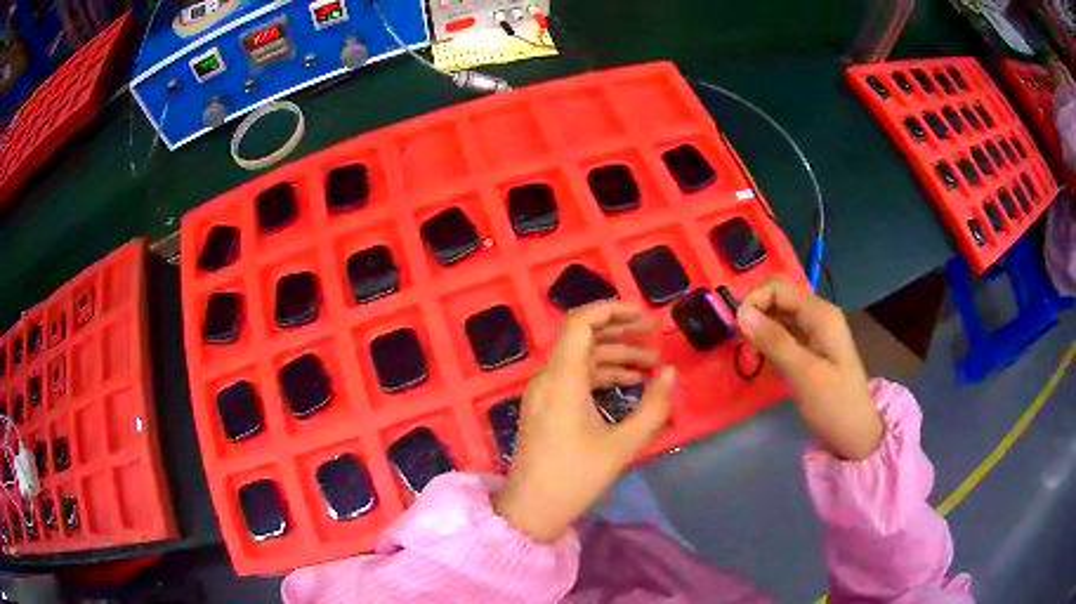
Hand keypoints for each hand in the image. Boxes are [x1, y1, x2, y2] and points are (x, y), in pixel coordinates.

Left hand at [492, 302, 676, 542]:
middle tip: (655, 335)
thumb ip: (653, 408)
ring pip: (581, 358)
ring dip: (615, 356)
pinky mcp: (546, 407)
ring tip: (652, 364)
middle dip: (621, 331)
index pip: (581, 322)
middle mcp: (548, 378)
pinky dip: (602, 375)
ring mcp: (544, 393)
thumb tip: (672, 374)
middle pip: (583, 337)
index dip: (612, 310)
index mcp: (562, 379)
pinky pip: (575, 378)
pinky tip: (630, 383)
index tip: (644, 316)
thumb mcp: (623, 446)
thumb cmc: (575, 479)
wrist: (532, 509)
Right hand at [736, 278, 883, 460]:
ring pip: (779, 316)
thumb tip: (741, 312)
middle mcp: (818, 315)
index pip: (778, 288)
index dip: (754, 300)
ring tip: (747, 351)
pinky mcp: (811, 349)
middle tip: (739, 341)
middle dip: (755, 313)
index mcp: (820, 314)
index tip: (736, 328)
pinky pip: (784, 333)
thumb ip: (774, 341)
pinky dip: (769, 340)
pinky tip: (761, 357)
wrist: (856, 434)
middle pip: (778, 298)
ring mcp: (816, 332)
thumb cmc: (834, 404)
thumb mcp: (803, 373)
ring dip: (760, 327)